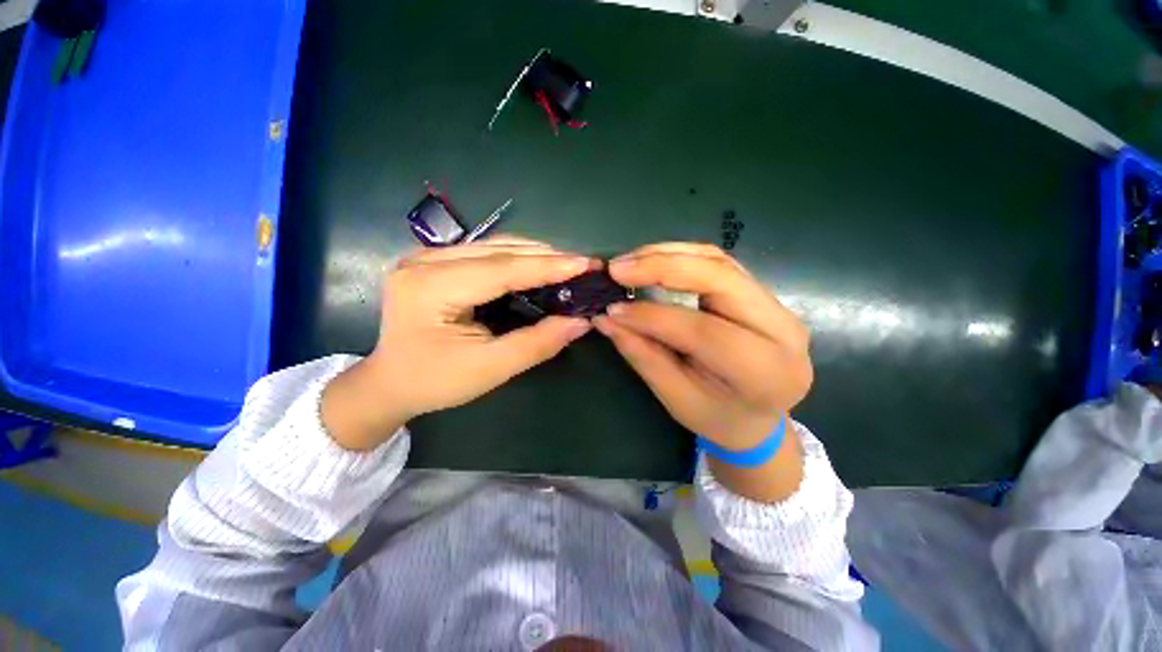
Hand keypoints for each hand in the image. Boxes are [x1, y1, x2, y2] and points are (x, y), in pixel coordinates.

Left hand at [323, 237, 598, 450]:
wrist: (389, 383)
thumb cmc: (435, 382)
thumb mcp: (489, 369)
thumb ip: (536, 344)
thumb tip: (581, 322)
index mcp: (430, 288)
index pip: (501, 269)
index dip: (547, 266)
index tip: (585, 264)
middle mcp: (424, 260)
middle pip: (499, 250)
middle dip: (546, 256)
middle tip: (583, 265)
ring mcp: (426, 256)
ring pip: (494, 245)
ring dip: (534, 254)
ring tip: (567, 266)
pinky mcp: (434, 260)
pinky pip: (485, 251)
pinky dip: (517, 258)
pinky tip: (538, 267)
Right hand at [594, 243, 812, 501]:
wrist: (757, 417)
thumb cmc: (717, 418)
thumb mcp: (676, 399)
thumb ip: (643, 355)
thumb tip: (606, 319)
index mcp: (766, 372)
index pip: (705, 331)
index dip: (653, 316)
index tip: (613, 310)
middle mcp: (783, 329)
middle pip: (720, 278)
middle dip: (662, 267)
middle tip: (617, 269)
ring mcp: (777, 305)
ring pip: (719, 262)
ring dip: (668, 255)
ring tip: (629, 262)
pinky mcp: (762, 292)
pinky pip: (719, 263)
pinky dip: (681, 256)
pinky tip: (652, 261)